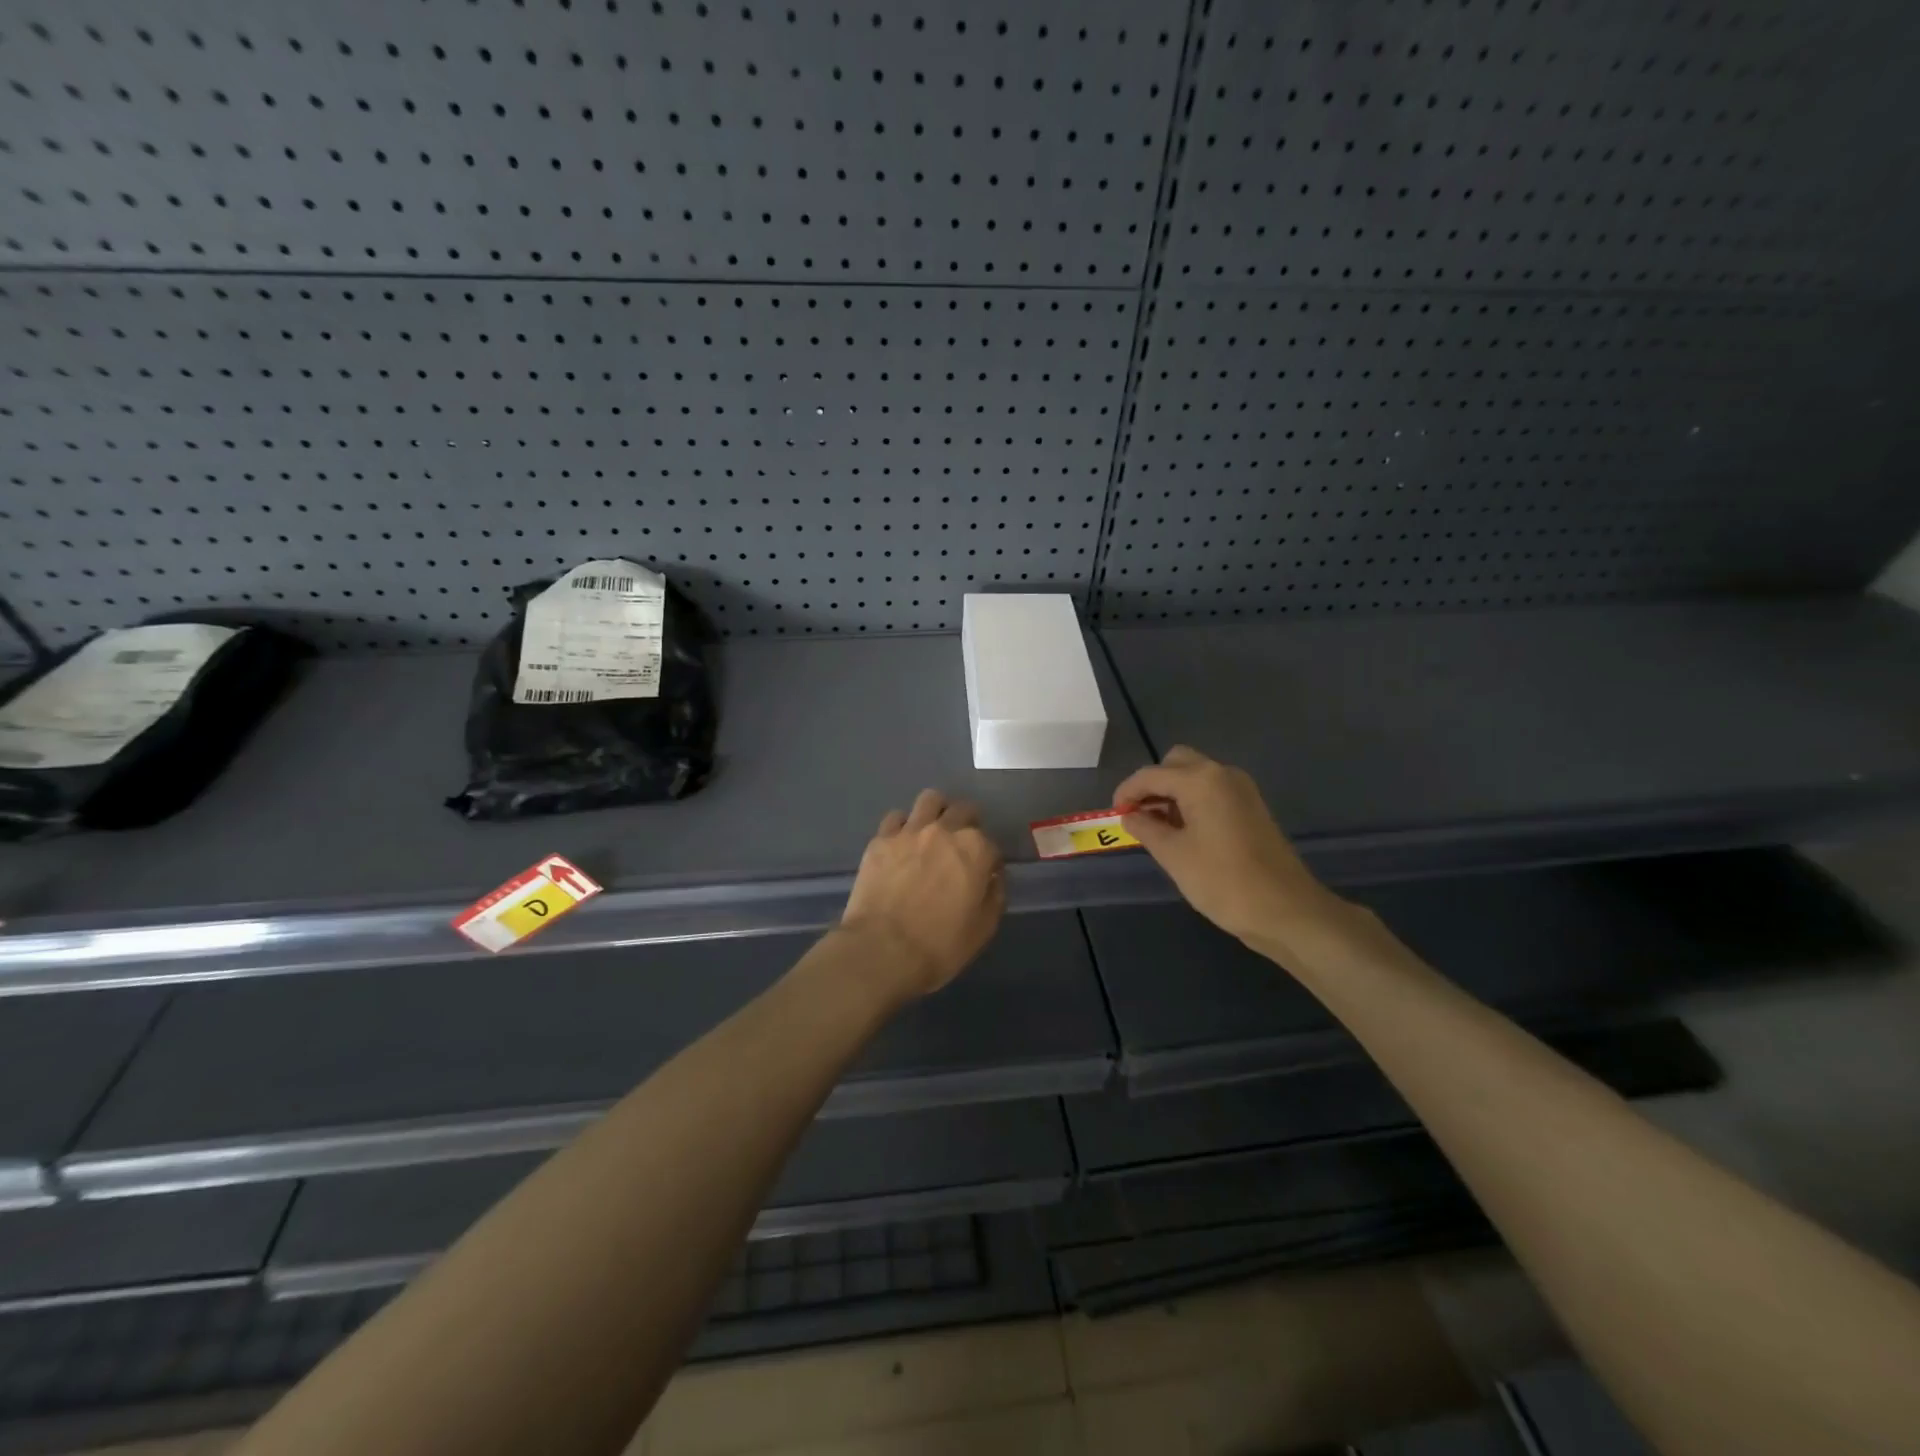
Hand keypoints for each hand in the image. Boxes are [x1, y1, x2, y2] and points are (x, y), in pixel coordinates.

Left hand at [839, 790, 1005, 998]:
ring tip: (933, 831)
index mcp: (976, 850)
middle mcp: (945, 830)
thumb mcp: (983, 928)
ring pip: (930, 800)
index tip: (985, 875)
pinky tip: (902, 843)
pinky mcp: (881, 839)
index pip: (992, 844)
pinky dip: (904, 826)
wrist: (882, 950)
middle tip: (961, 847)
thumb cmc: (940, 945)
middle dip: (968, 824)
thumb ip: (995, 895)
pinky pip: (896, 818)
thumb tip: (993, 878)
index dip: (990, 861)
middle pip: (963, 811)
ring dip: (937, 811)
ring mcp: (910, 831)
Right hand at [1114, 746, 1352, 956]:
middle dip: (1153, 784)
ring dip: (1173, 793)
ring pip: (1197, 776)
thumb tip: (1130, 815)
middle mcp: (1222, 774)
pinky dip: (1193, 802)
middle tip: (1138, 815)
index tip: (1114, 814)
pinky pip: (1213, 792)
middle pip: (1177, 763)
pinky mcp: (1252, 808)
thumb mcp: (1173, 855)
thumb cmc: (1222, 880)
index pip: (1151, 774)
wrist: (1285, 910)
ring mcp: (1242, 790)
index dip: (1127, 791)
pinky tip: (1184, 833)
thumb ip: (1146, 828)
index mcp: (1201, 780)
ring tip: (1157, 828)